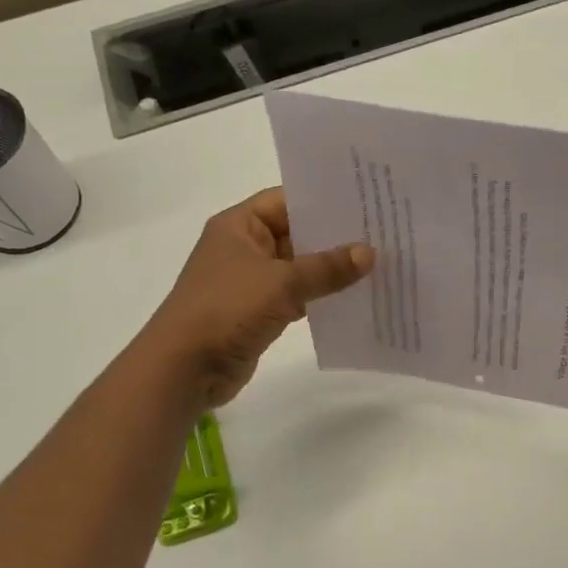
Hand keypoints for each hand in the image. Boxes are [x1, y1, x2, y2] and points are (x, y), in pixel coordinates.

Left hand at [139, 189, 374, 408]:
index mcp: (239, 225)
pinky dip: (320, 297)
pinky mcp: (258, 312)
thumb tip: (370, 253)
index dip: (323, 200)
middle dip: (334, 237)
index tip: (365, 201)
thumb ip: (327, 268)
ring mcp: (251, 281)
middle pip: (296, 234)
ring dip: (330, 270)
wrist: (185, 367)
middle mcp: (244, 247)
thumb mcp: (281, 283)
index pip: (287, 200)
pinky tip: (354, 297)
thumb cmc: (227, 310)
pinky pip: (296, 296)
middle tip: (382, 233)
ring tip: (377, 264)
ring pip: (298, 268)